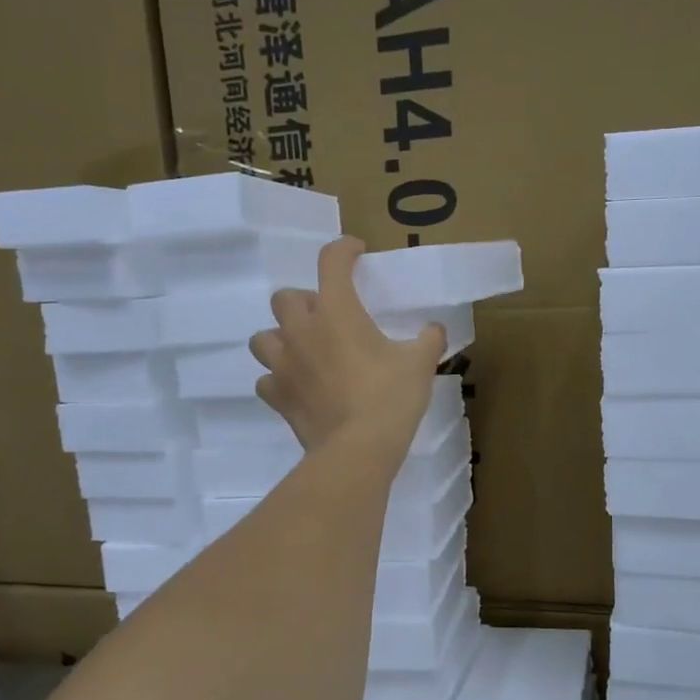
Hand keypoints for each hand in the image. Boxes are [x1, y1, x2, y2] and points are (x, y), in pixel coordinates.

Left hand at [248, 237, 444, 454]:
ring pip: (264, 337)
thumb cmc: (390, 397)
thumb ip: (429, 339)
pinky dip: (279, 379)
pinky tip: (297, 386)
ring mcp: (283, 364)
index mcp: (336, 311)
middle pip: (285, 298)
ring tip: (304, 350)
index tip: (356, 252)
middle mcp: (302, 330)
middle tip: (327, 316)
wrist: (358, 449)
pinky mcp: (277, 396)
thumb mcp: (420, 364)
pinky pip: (267, 380)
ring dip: (281, 338)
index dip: (344, 249)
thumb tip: (435, 329)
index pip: (331, 261)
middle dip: (304, 301)